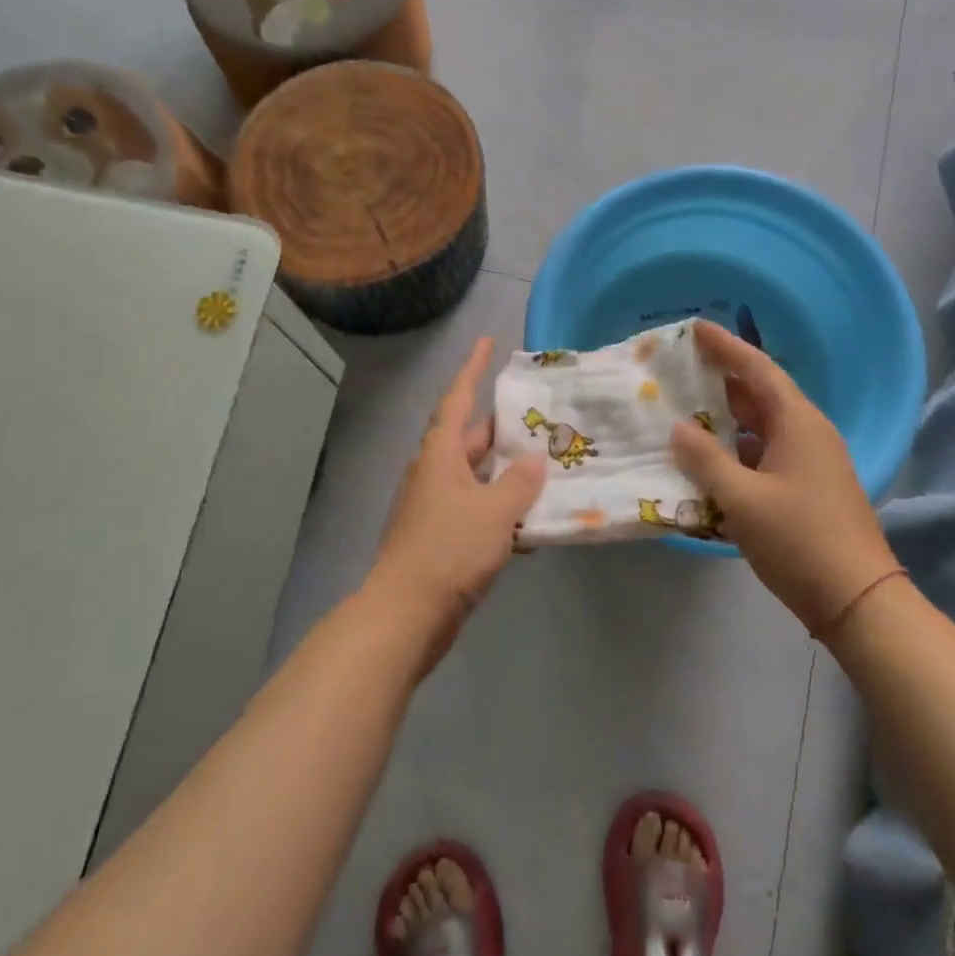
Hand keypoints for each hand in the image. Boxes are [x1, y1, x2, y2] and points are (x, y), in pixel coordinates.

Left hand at [371, 338, 546, 662]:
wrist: (408, 613)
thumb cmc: (450, 549)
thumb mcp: (495, 511)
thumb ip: (520, 481)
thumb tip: (534, 460)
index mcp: (441, 454)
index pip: (458, 399)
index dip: (473, 368)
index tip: (487, 342)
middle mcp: (435, 472)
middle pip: (471, 438)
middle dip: (503, 427)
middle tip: (540, 416)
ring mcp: (436, 505)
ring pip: (477, 475)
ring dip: (507, 471)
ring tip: (546, 465)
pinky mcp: (441, 536)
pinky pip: (477, 508)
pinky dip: (502, 508)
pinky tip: (532, 522)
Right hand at [669, 321, 900, 634]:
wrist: (857, 599)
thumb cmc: (799, 540)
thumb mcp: (742, 499)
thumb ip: (705, 460)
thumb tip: (678, 428)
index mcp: (798, 424)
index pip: (758, 370)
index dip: (726, 347)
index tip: (696, 328)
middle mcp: (808, 434)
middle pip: (760, 395)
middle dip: (722, 381)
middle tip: (682, 369)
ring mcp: (811, 463)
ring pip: (762, 428)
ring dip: (727, 419)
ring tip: (686, 411)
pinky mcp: (808, 489)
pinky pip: (766, 455)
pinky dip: (737, 451)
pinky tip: (710, 462)